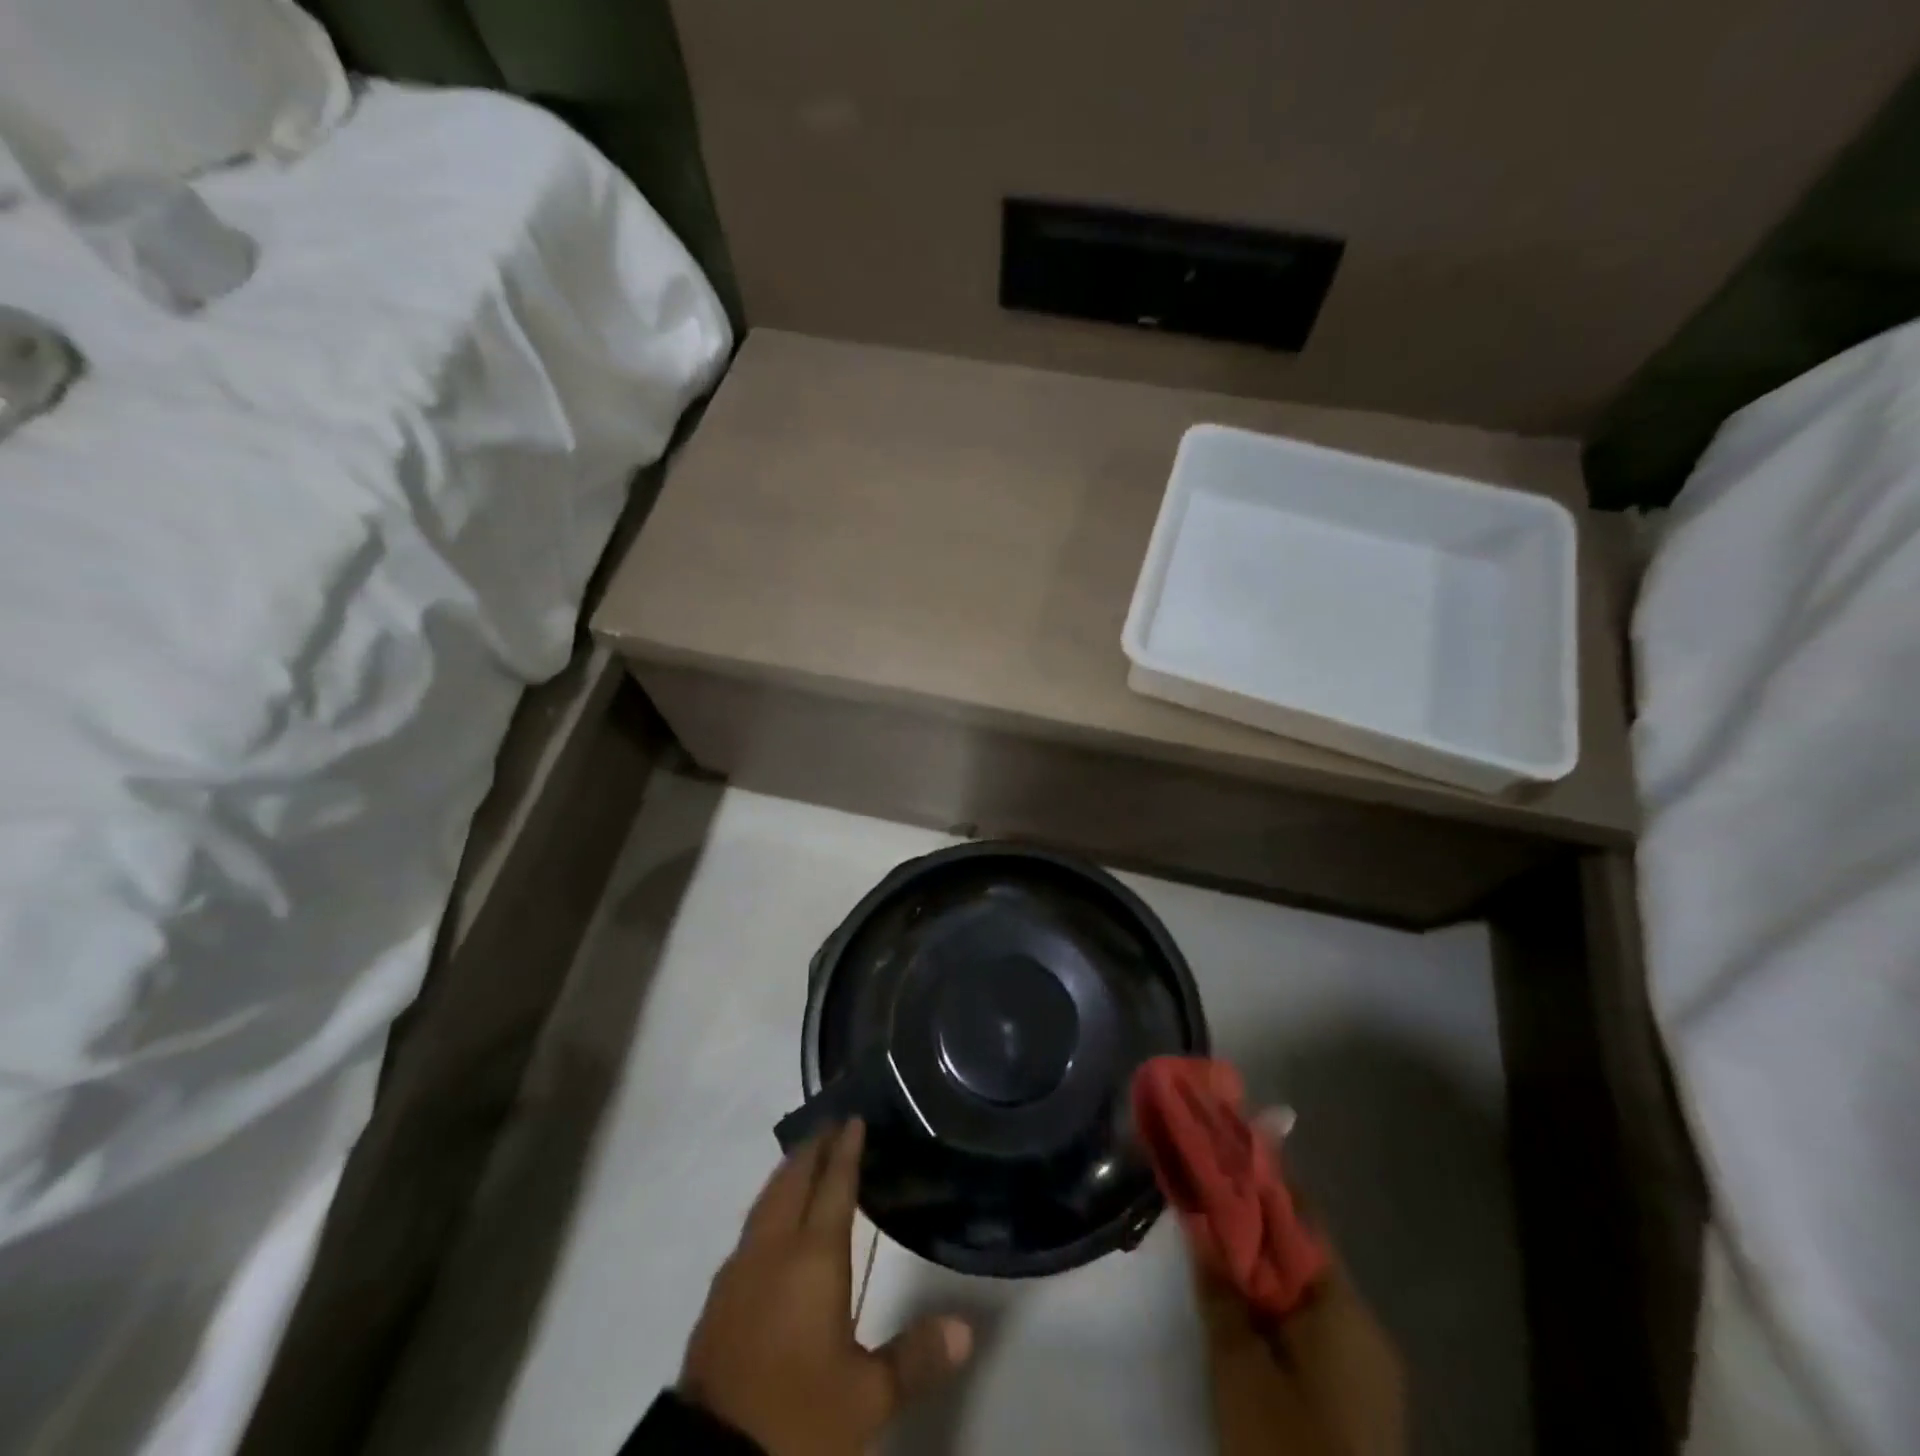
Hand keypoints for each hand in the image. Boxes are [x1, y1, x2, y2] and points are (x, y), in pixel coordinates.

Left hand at [681, 1120, 972, 1455]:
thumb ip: (914, 1356)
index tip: (854, 1119)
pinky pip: (751, 1228)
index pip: (833, 1187)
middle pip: (793, 1181)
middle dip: (814, 1149)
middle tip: (832, 1126)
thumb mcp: (865, 1399)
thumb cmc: (796, 1420)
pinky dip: (769, 1206)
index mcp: (813, 1258)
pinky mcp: (719, 1298)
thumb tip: (966, 1328)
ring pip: (766, 1201)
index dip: (846, 1150)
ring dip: (788, 1174)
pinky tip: (774, 1223)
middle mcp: (773, 1249)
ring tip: (805, 1160)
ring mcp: (740, 1271)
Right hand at [1192, 1114, 1404, 1455]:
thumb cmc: (1287, 1447)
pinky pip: (1314, 1323)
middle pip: (1302, 1249)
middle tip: (1208, 1189)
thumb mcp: (1239, 1367)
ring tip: (1216, 1237)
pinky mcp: (1359, 1395)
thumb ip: (1221, 1287)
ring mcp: (1367, 1364)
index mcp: (1344, 1308)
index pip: (1300, 1216)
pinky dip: (1277, 1299)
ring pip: (1306, 1287)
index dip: (1260, 1177)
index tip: (1226, 1140)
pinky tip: (1243, 1298)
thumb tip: (1201, 1218)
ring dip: (1263, 1260)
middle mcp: (1365, 1325)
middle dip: (1255, 1218)